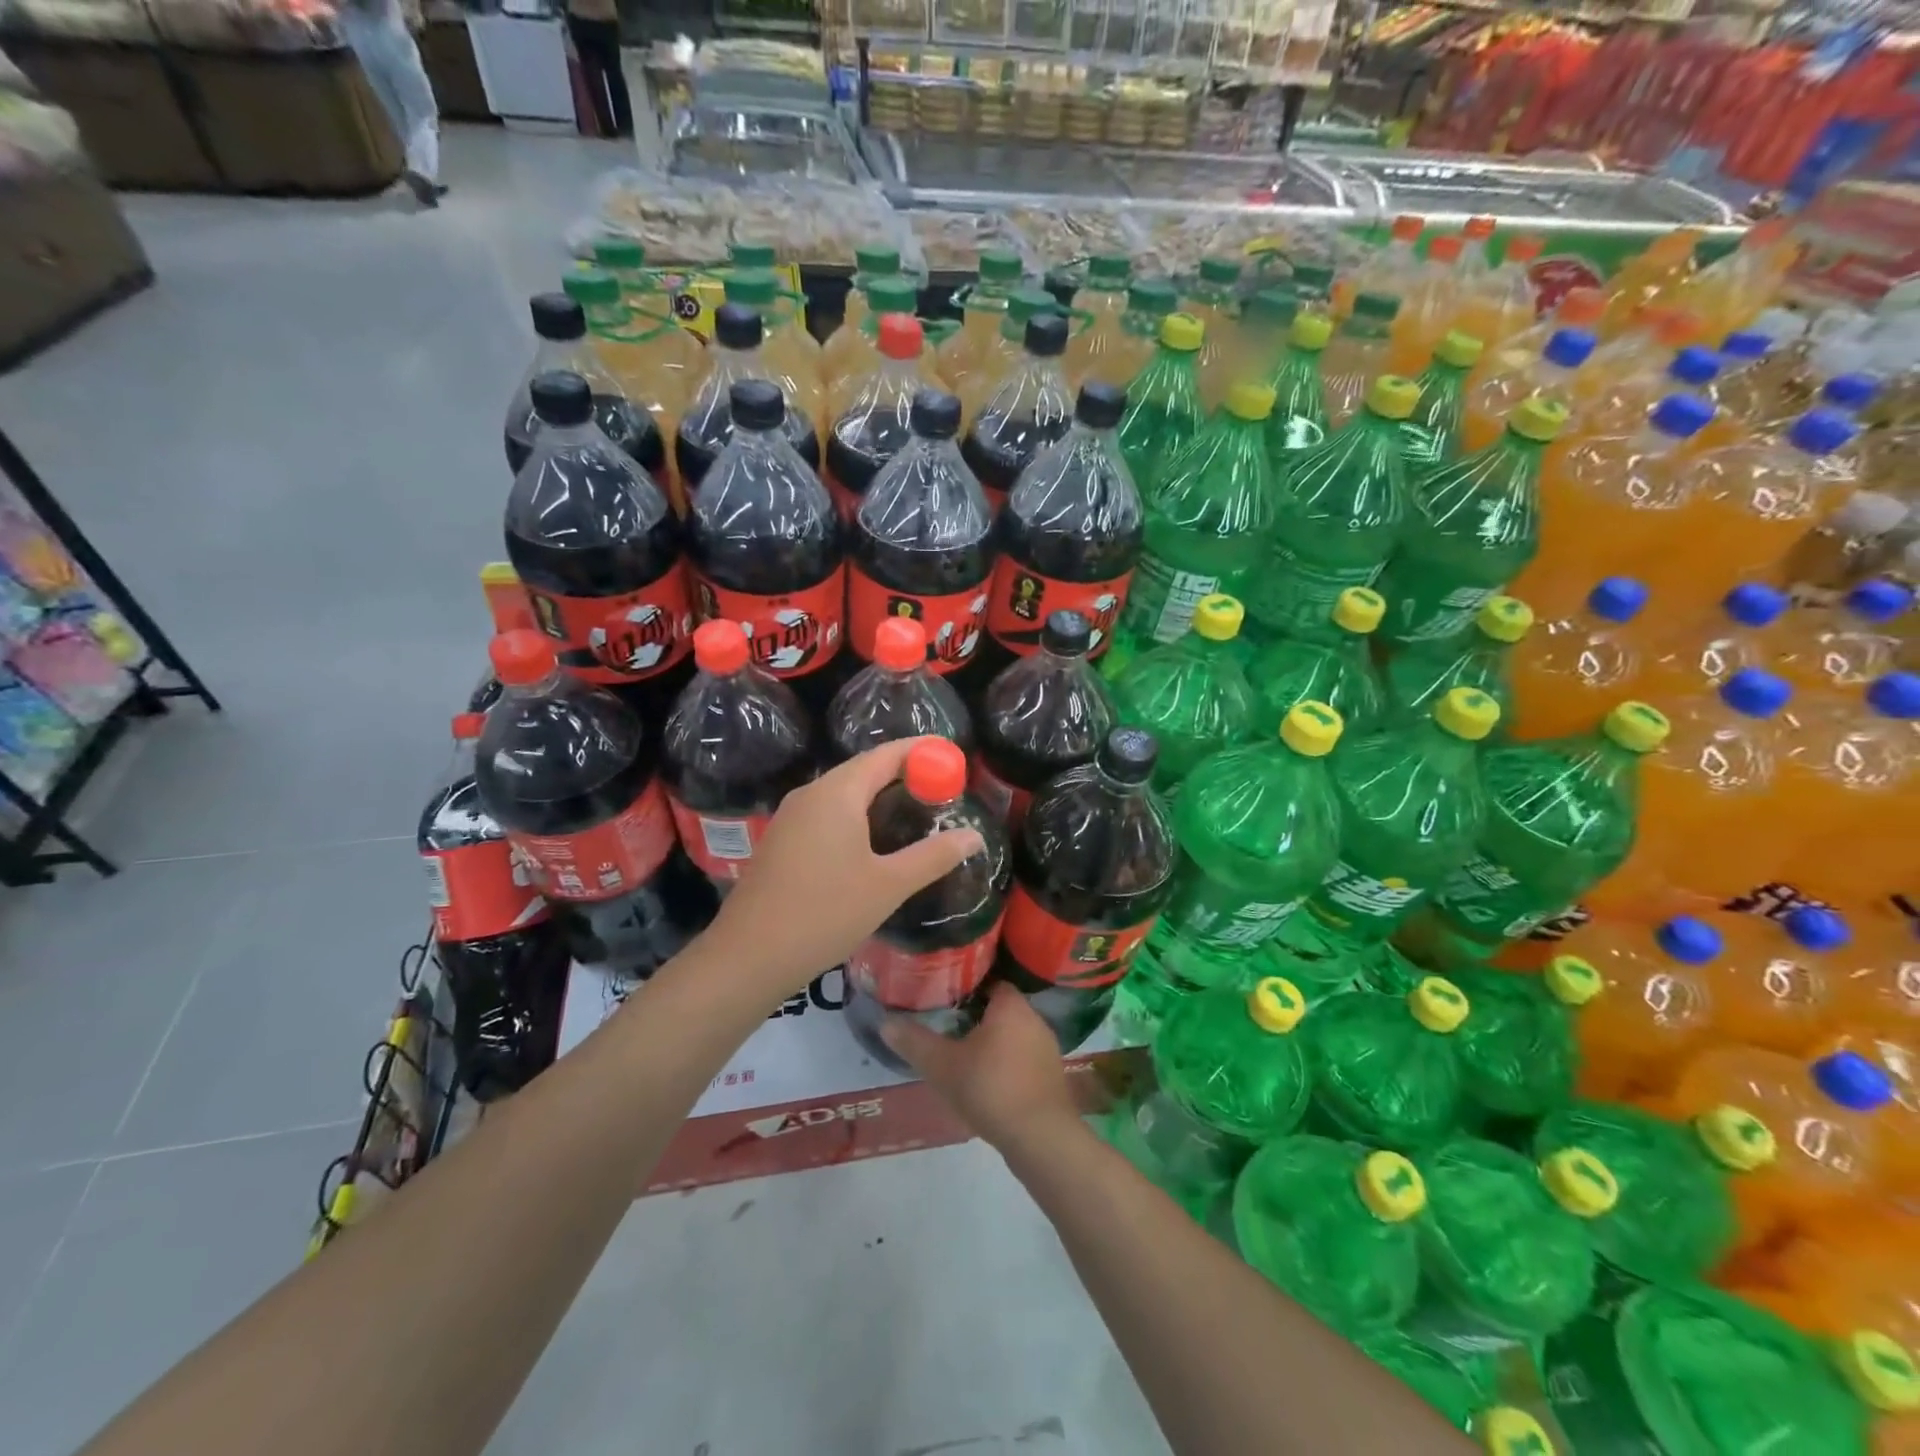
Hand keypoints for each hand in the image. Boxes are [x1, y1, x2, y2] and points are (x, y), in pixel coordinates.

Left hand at [706, 738, 984, 997]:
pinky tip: (874, 842)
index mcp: (837, 793)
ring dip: (879, 796)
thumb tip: (974, 836)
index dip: (921, 752)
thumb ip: (934, 856)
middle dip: (904, 774)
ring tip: (915, 813)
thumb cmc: (825, 913)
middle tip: (942, 789)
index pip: (886, 755)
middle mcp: (811, 794)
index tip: (952, 757)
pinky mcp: (782, 841)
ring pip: (844, 793)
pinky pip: (827, 813)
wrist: (750, 956)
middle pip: (864, 770)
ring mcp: (791, 817)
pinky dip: (857, 815)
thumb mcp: (889, 885)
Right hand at [883, 984, 1080, 1155]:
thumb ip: (914, 1042)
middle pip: (1000, 1007)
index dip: (966, 987)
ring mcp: (1047, 1048)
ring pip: (1013, 1034)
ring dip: (992, 1042)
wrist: (1041, 1139)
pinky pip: (1024, 1058)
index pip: (989, 980)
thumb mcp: (943, 1066)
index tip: (944, 996)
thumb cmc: (991, 1089)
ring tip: (964, 1053)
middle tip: (948, 1024)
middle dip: (976, 1015)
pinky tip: (988, 1081)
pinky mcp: (1052, 1076)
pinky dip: (1007, 1063)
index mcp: (1011, 1005)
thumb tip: (885, 1022)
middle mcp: (1034, 1018)